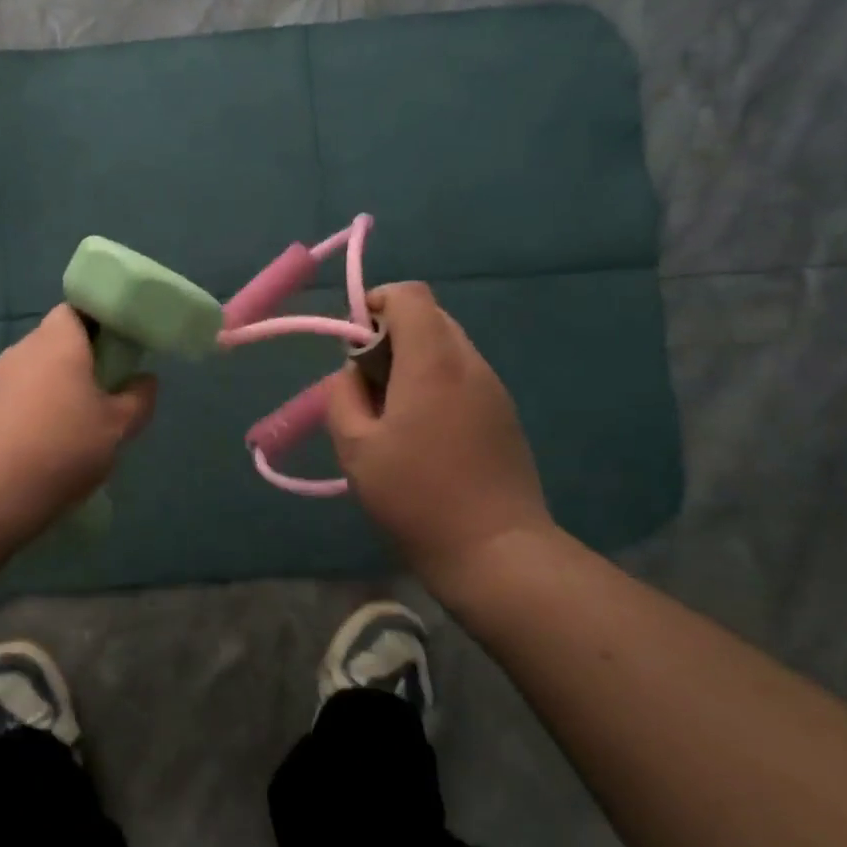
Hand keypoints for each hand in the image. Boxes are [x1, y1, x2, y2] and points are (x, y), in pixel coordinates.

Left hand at [0, 305, 157, 537]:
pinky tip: (33, 455)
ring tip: (66, 436)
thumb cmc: (60, 450)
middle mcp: (19, 351)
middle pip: (52, 345)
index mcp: (57, 343)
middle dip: (76, 366)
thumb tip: (145, 380)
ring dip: (48, 395)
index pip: (75, 311)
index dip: (97, 325)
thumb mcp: (116, 430)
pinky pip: (7, 404)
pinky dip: (23, 419)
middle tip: (99, 401)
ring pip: (29, 377)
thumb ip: (137, 400)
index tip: (115, 353)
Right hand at [325, 282, 551, 586]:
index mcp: (432, 362)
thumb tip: (351, 374)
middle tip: (368, 385)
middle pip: (430, 318)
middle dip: (391, 336)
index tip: (354, 346)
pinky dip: (435, 384)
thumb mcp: (356, 448)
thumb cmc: (416, 496)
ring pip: (448, 347)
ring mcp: (493, 389)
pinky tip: (423, 433)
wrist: (495, 551)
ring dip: (414, 362)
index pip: (409, 295)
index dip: (375, 305)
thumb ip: (342, 396)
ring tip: (392, 414)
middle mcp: (470, 363)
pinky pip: (463, 376)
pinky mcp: (504, 415)